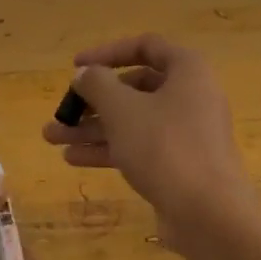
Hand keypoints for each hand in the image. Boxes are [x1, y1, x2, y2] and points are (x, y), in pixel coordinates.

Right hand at [42, 34, 251, 224]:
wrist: (208, 213)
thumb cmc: (164, 146)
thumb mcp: (122, 109)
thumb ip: (97, 84)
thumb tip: (85, 74)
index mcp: (187, 71)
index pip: (145, 46)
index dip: (107, 53)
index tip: (75, 66)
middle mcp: (191, 97)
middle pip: (135, 88)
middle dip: (93, 100)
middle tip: (62, 111)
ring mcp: (187, 133)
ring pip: (133, 121)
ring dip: (93, 127)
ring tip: (53, 137)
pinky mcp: (180, 164)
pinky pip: (140, 147)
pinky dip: (110, 149)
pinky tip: (74, 159)